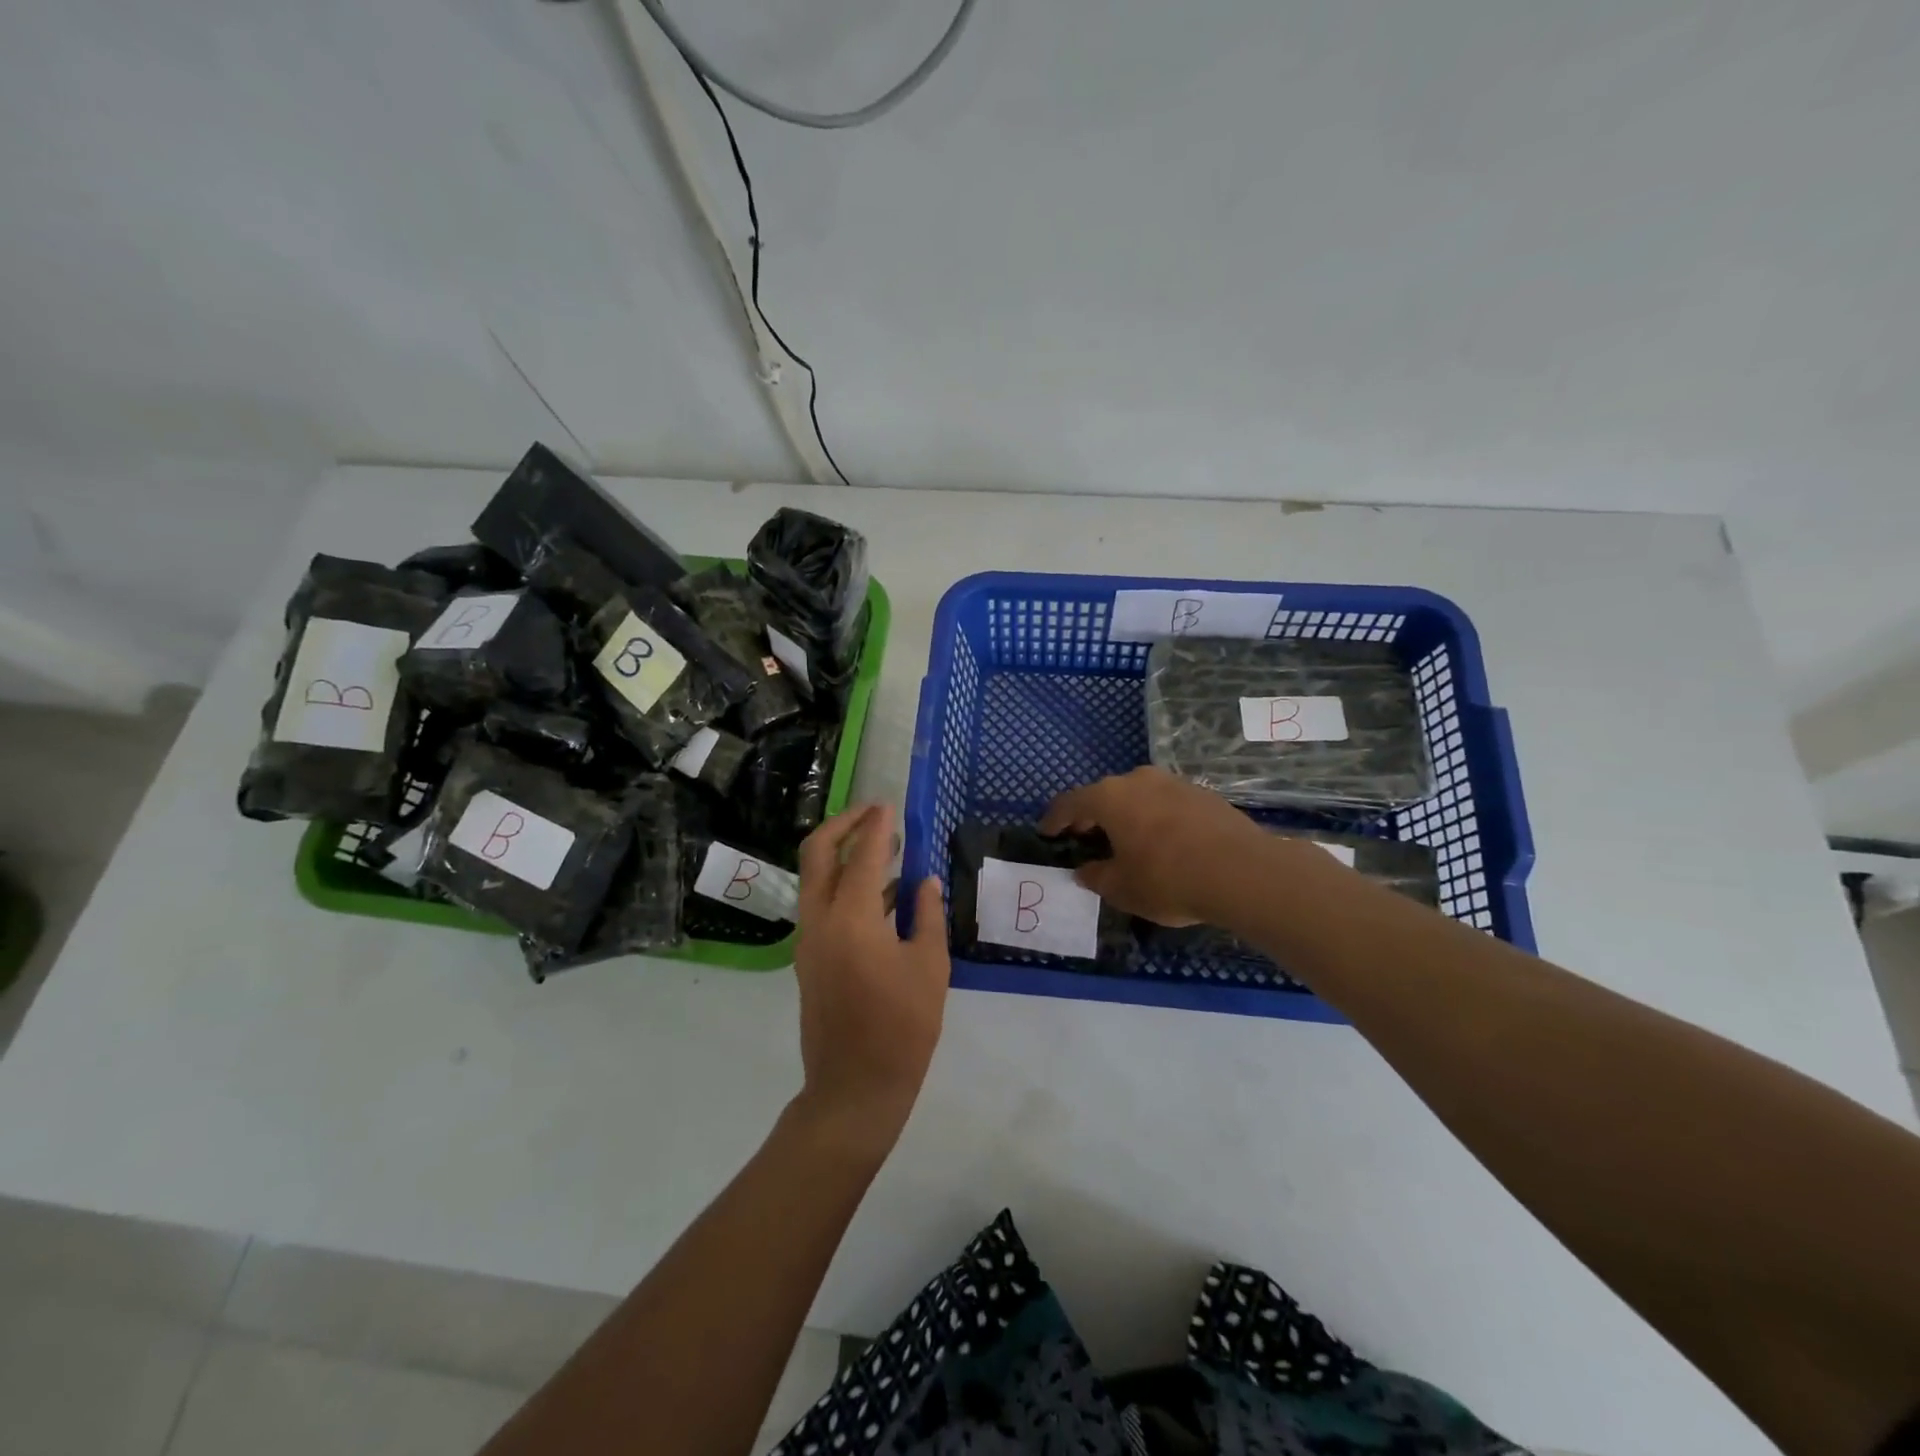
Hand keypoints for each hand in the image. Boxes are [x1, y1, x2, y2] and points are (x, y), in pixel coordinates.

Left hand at [792, 804, 948, 1150]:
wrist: (854, 1088)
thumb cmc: (902, 1028)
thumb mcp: (930, 967)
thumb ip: (927, 916)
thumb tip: (925, 882)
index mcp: (852, 919)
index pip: (862, 855)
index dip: (877, 827)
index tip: (890, 806)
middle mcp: (820, 920)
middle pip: (817, 854)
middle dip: (842, 825)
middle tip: (873, 814)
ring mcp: (809, 940)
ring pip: (815, 879)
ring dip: (843, 855)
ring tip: (884, 849)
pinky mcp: (809, 959)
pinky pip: (822, 906)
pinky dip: (843, 887)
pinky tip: (881, 895)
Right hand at [1041, 766, 1285, 925]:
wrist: (1242, 872)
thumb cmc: (1168, 879)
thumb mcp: (1122, 888)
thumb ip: (1097, 876)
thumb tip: (1085, 870)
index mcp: (1110, 798)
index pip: (1070, 803)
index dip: (1054, 818)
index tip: (1046, 831)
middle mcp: (1139, 780)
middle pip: (1105, 795)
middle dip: (1092, 816)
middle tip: (1085, 836)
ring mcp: (1174, 783)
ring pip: (1139, 796)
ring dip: (1127, 815)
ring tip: (1126, 840)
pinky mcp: (1203, 794)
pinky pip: (1167, 803)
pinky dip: (1156, 818)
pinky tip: (1164, 843)